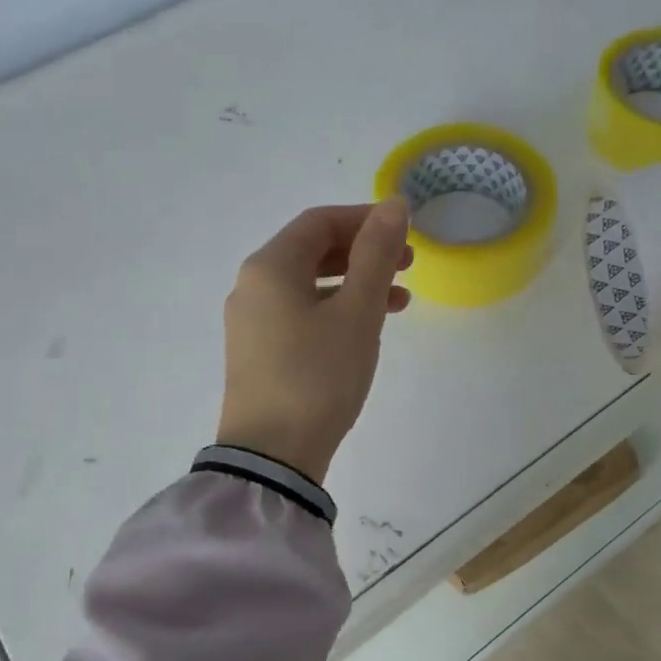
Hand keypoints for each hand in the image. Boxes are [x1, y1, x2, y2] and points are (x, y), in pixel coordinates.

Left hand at [216, 199, 412, 482]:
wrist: (273, 456)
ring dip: (355, 284)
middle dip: (363, 252)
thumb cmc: (318, 376)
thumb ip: (376, 255)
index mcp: (270, 267)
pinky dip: (336, 311)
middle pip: (312, 250)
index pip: (320, 222)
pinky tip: (366, 330)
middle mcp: (253, 286)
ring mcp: (252, 322)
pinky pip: (301, 314)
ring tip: (400, 300)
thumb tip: (393, 205)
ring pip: (309, 285)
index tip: (406, 230)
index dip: (365, 218)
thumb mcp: (357, 312)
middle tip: (408, 264)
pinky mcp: (258, 353)